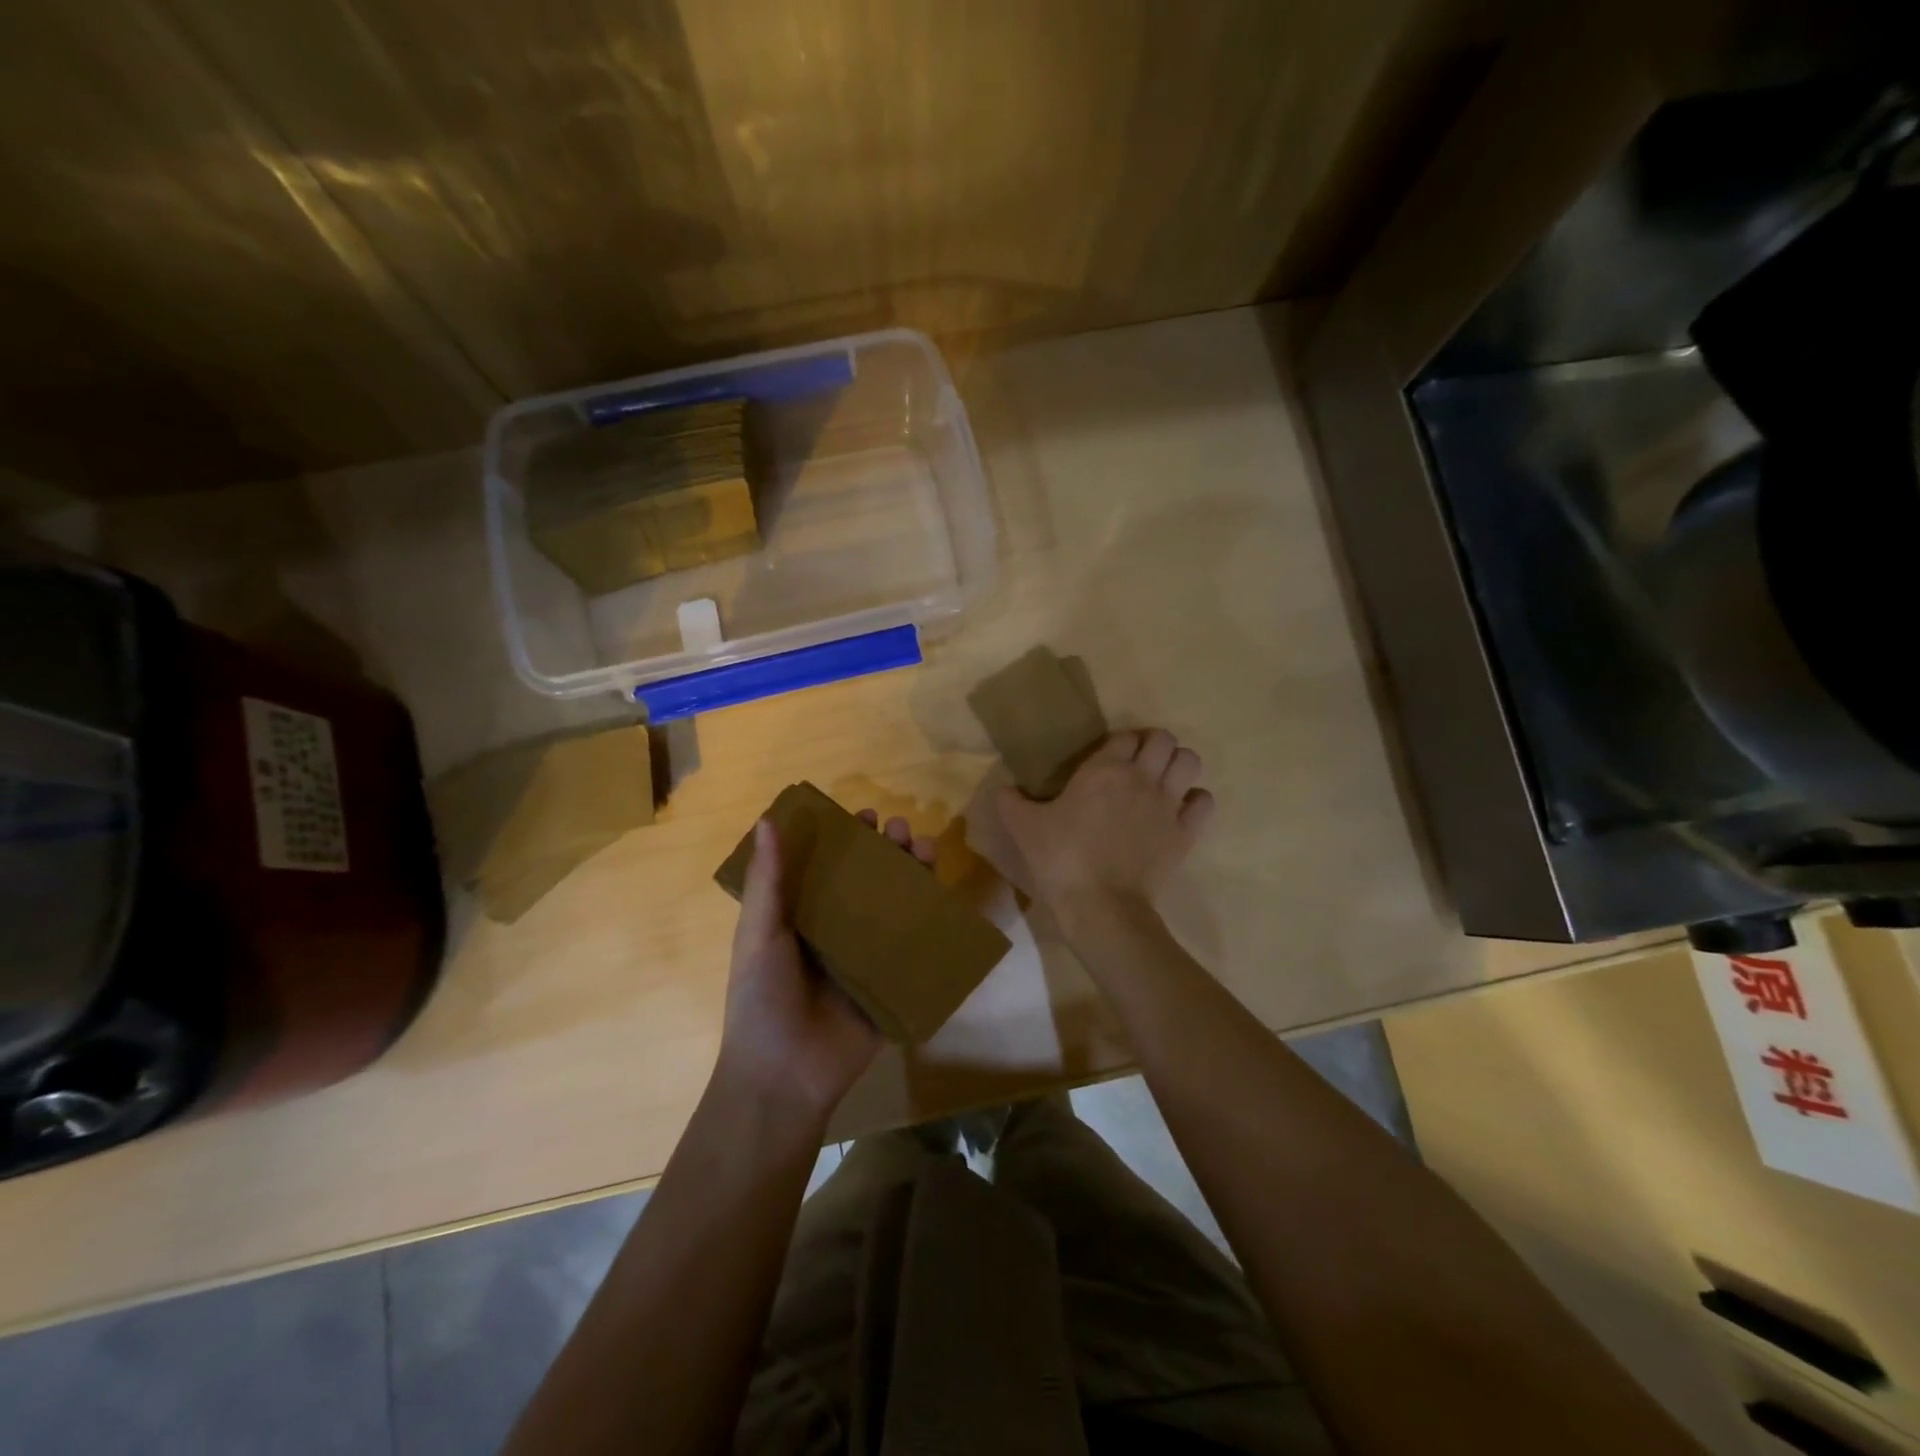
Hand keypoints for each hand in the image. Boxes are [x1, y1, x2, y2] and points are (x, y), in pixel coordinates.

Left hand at [712, 811, 935, 1124]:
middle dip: (888, 850)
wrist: (784, 1077)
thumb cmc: (762, 999)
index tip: (865, 816)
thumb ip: (769, 880)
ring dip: (913, 876)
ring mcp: (867, 957)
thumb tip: (768, 819)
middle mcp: (838, 930)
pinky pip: (915, 948)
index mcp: (804, 916)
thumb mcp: (759, 934)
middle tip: (902, 830)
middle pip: (870, 880)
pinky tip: (945, 898)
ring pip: (896, 906)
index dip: (848, 838)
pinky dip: (932, 922)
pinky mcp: (892, 984)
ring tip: (925, 850)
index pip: (830, 865)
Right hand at [998, 729, 1213, 913]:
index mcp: (1104, 769)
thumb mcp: (1024, 828)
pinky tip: (1180, 811)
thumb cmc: (1060, 859)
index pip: (1125, 735)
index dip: (1120, 742)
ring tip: (1162, 781)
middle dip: (1154, 746)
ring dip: (1178, 765)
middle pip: (1164, 739)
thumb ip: (1012, 803)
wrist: (1099, 905)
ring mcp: (1168, 804)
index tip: (1110, 758)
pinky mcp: (1185, 833)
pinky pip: (1204, 802)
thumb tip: (1004, 789)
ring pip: (1190, 762)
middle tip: (1138, 764)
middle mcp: (1142, 778)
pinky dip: (1195, 801)